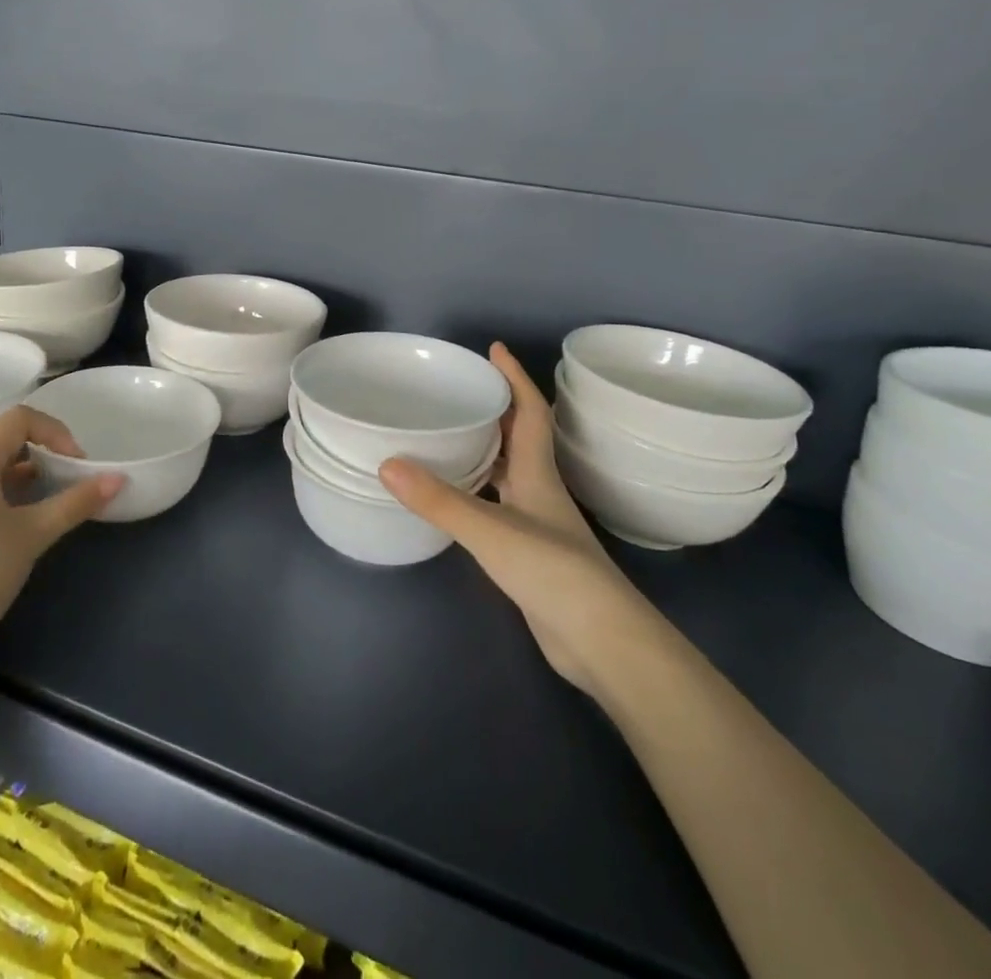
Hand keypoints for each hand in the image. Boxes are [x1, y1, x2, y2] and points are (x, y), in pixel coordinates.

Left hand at [0, 406, 122, 670]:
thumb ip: (75, 503)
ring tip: (45, 506)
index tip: (76, 464)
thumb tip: (117, 479)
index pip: (18, 419)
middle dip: (40, 454)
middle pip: (0, 441)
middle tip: (67, 483)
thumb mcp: (32, 536)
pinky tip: (11, 527)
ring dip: (20, 476)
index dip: (55, 432)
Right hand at [379, 343, 654, 695]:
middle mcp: (539, 490)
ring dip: (483, 450)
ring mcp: (537, 523)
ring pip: (508, 472)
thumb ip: (440, 500)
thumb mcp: (491, 531)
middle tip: (458, 389)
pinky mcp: (529, 553)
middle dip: (494, 408)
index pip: (530, 412)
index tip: (494, 349)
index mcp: (538, 473)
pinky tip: (452, 497)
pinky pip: (497, 505)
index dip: (514, 378)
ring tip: (447, 433)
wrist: (602, 642)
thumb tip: (387, 464)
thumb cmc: (554, 572)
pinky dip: (476, 491)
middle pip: (519, 437)